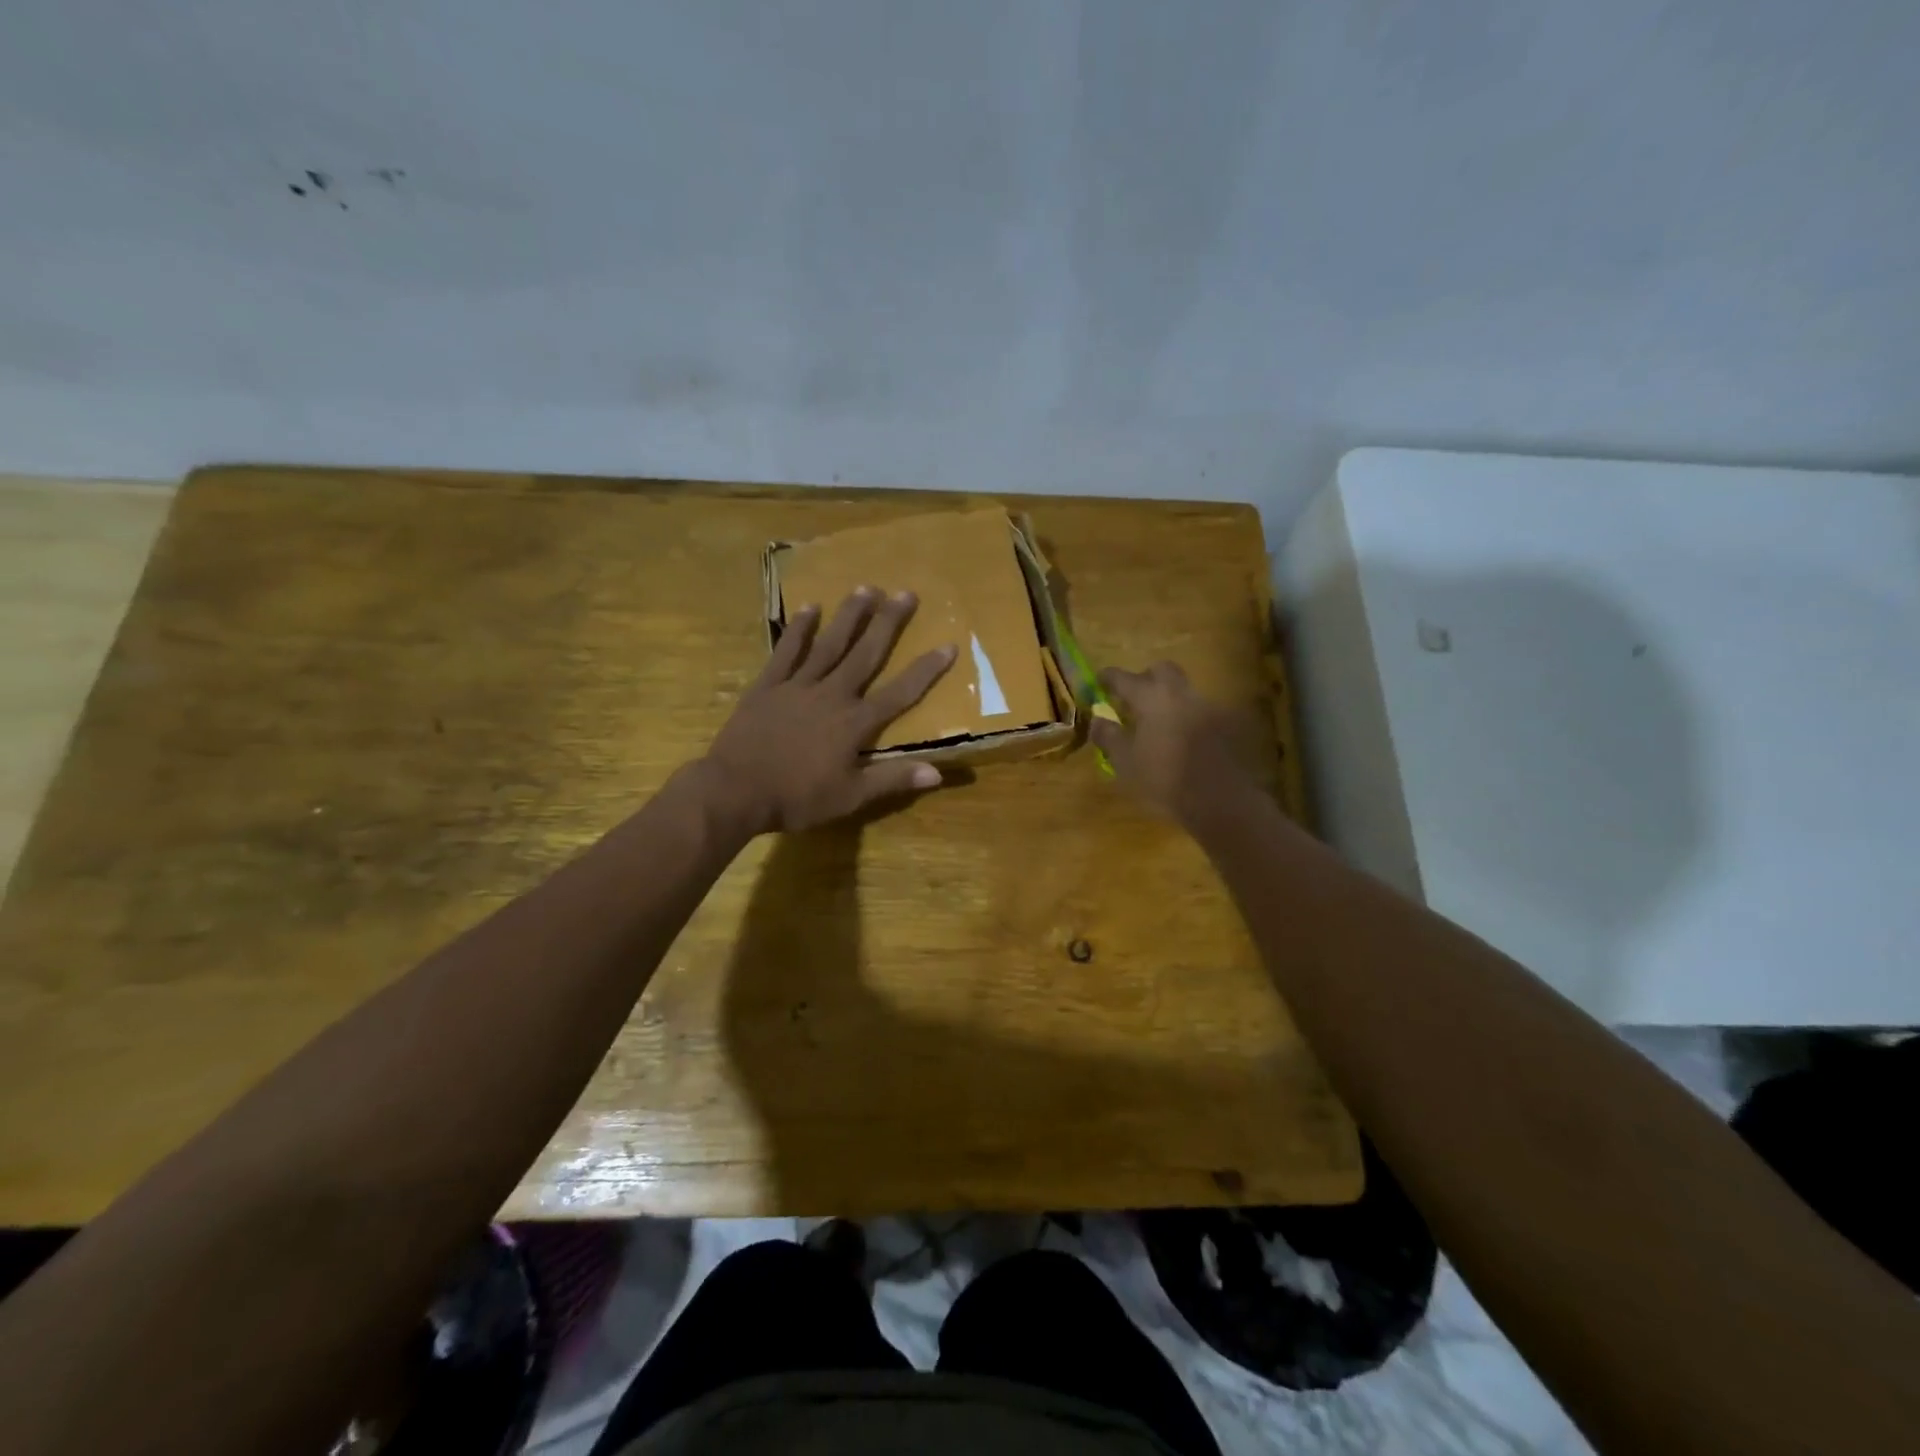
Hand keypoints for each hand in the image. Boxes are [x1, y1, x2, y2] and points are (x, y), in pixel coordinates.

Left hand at [699, 588, 956, 836]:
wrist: (734, 791)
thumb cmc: (796, 798)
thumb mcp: (850, 797)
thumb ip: (893, 779)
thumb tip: (938, 773)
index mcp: (854, 723)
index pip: (900, 693)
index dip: (926, 670)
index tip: (948, 644)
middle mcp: (832, 695)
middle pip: (866, 654)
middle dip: (888, 624)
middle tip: (906, 593)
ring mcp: (798, 686)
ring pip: (830, 644)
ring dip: (850, 616)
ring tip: (866, 587)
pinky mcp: (768, 685)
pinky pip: (787, 651)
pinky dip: (800, 630)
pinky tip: (811, 607)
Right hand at [1089, 662, 1256, 825]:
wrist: (1220, 800)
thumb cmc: (1164, 779)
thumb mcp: (1125, 762)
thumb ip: (1109, 736)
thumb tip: (1097, 720)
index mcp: (1152, 698)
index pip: (1124, 677)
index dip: (1108, 677)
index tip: (1099, 680)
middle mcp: (1181, 693)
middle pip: (1162, 670)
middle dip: (1146, 678)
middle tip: (1134, 698)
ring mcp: (1208, 706)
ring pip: (1184, 691)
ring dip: (1170, 699)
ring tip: (1160, 722)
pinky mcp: (1228, 724)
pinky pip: (1202, 712)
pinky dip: (1189, 718)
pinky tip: (1184, 739)